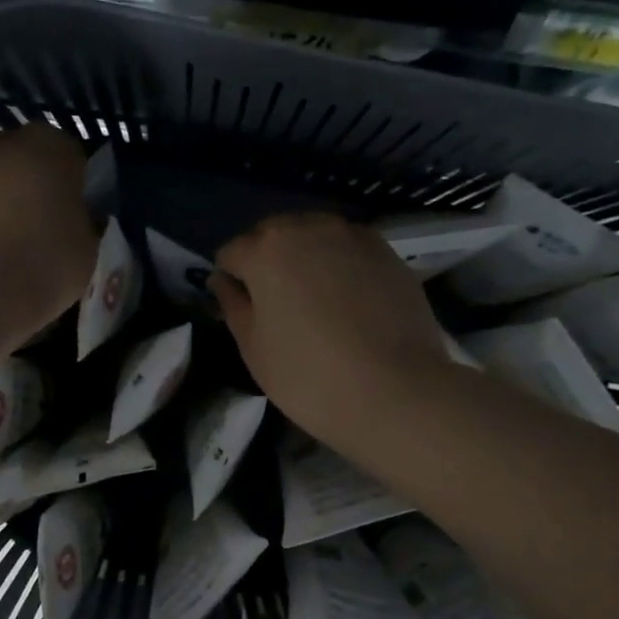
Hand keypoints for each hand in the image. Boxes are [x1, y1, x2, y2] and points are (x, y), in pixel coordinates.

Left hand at [0, 125, 97, 342]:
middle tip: (51, 237)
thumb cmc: (41, 264)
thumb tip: (78, 221)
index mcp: (51, 145)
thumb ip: (86, 225)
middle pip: (31, 166)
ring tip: (17, 255)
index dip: (80, 192)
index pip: (76, 160)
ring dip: (7, 210)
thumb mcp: (89, 251)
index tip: (82, 222)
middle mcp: (2, 142)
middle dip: (40, 194)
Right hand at [211, 213, 457, 460]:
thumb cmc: (308, 376)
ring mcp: (354, 236)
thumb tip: (222, 280)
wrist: (395, 391)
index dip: (231, 280)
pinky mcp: (388, 252)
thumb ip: (233, 305)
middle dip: (268, 262)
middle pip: (274, 235)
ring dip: (305, 259)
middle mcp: (309, 227)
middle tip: (277, 306)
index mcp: (266, 249)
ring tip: (314, 302)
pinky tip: (348, 303)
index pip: (232, 253)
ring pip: (314, 237)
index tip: (242, 309)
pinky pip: (349, 250)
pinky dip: (340, 266)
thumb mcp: (253, 348)